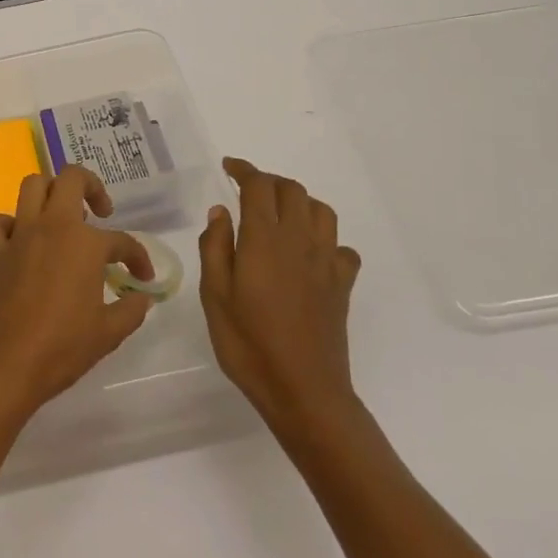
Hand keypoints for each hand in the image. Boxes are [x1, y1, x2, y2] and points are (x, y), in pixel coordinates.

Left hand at [0, 167, 156, 423]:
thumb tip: (142, 298)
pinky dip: (3, 223)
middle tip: (100, 213)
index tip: (143, 277)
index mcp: (85, 243)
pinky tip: (18, 239)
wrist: (9, 364)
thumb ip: (131, 309)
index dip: (138, 258)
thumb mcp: (110, 332)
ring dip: (50, 192)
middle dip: (91, 186)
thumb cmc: (64, 347)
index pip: (122, 241)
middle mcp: (52, 227)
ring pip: (32, 186)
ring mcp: (20, 235)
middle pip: (71, 179)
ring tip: (62, 216)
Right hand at [199, 157, 361, 440]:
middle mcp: (299, 241)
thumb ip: (215, 247)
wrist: (303, 390)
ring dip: (299, 202)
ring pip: (321, 211)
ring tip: (279, 214)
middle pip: (292, 191)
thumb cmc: (248, 344)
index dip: (244, 170)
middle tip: (248, 190)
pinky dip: (325, 239)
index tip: (229, 167)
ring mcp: (326, 262)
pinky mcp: (342, 285)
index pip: (258, 187)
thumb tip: (221, 211)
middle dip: (269, 182)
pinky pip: (341, 248)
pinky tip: (310, 254)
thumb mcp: (214, 296)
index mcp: (264, 240)